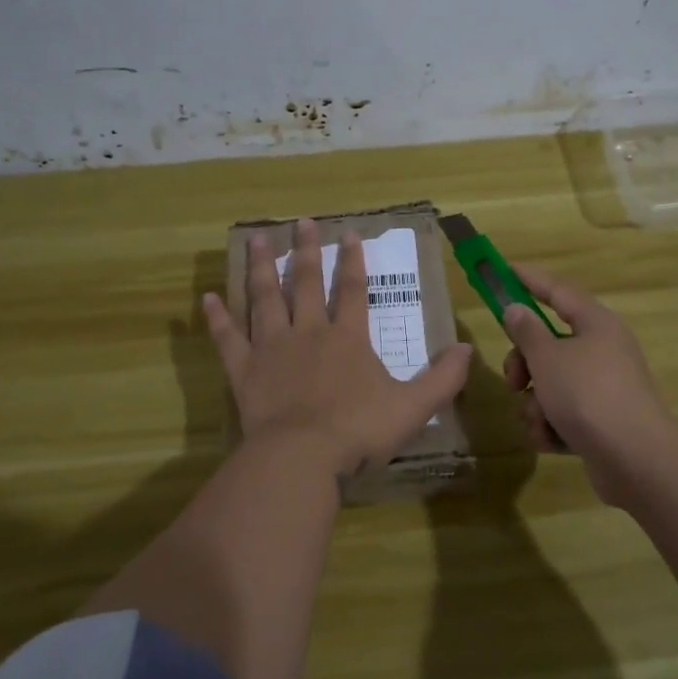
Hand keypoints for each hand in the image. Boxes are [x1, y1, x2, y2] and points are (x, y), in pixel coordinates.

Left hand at [203, 218, 472, 478]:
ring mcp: (272, 349)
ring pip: (265, 299)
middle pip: (304, 283)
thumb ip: (442, 379)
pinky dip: (218, 318)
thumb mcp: (412, 407)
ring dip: (260, 268)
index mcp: (347, 338)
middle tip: (300, 222)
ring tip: (255, 239)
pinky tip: (209, 298)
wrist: (301, 457)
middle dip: (304, 250)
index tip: (349, 233)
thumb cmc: (358, 431)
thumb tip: (468, 350)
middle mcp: (308, 332)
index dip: (352, 260)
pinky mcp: (244, 371)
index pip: (352, 289)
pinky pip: (228, 338)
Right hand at [500, 264, 677, 504]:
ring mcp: (603, 389)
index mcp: (596, 324)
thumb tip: (517, 309)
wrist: (634, 459)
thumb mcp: (547, 358)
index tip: (504, 270)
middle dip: (524, 365)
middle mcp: (603, 351)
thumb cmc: (588, 395)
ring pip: (551, 384)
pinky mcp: (601, 423)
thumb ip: (527, 331)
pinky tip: (551, 440)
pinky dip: (552, 426)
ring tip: (540, 420)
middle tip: (513, 381)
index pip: (558, 291)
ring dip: (536, 403)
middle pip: (549, 345)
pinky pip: (564, 414)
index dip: (529, 280)